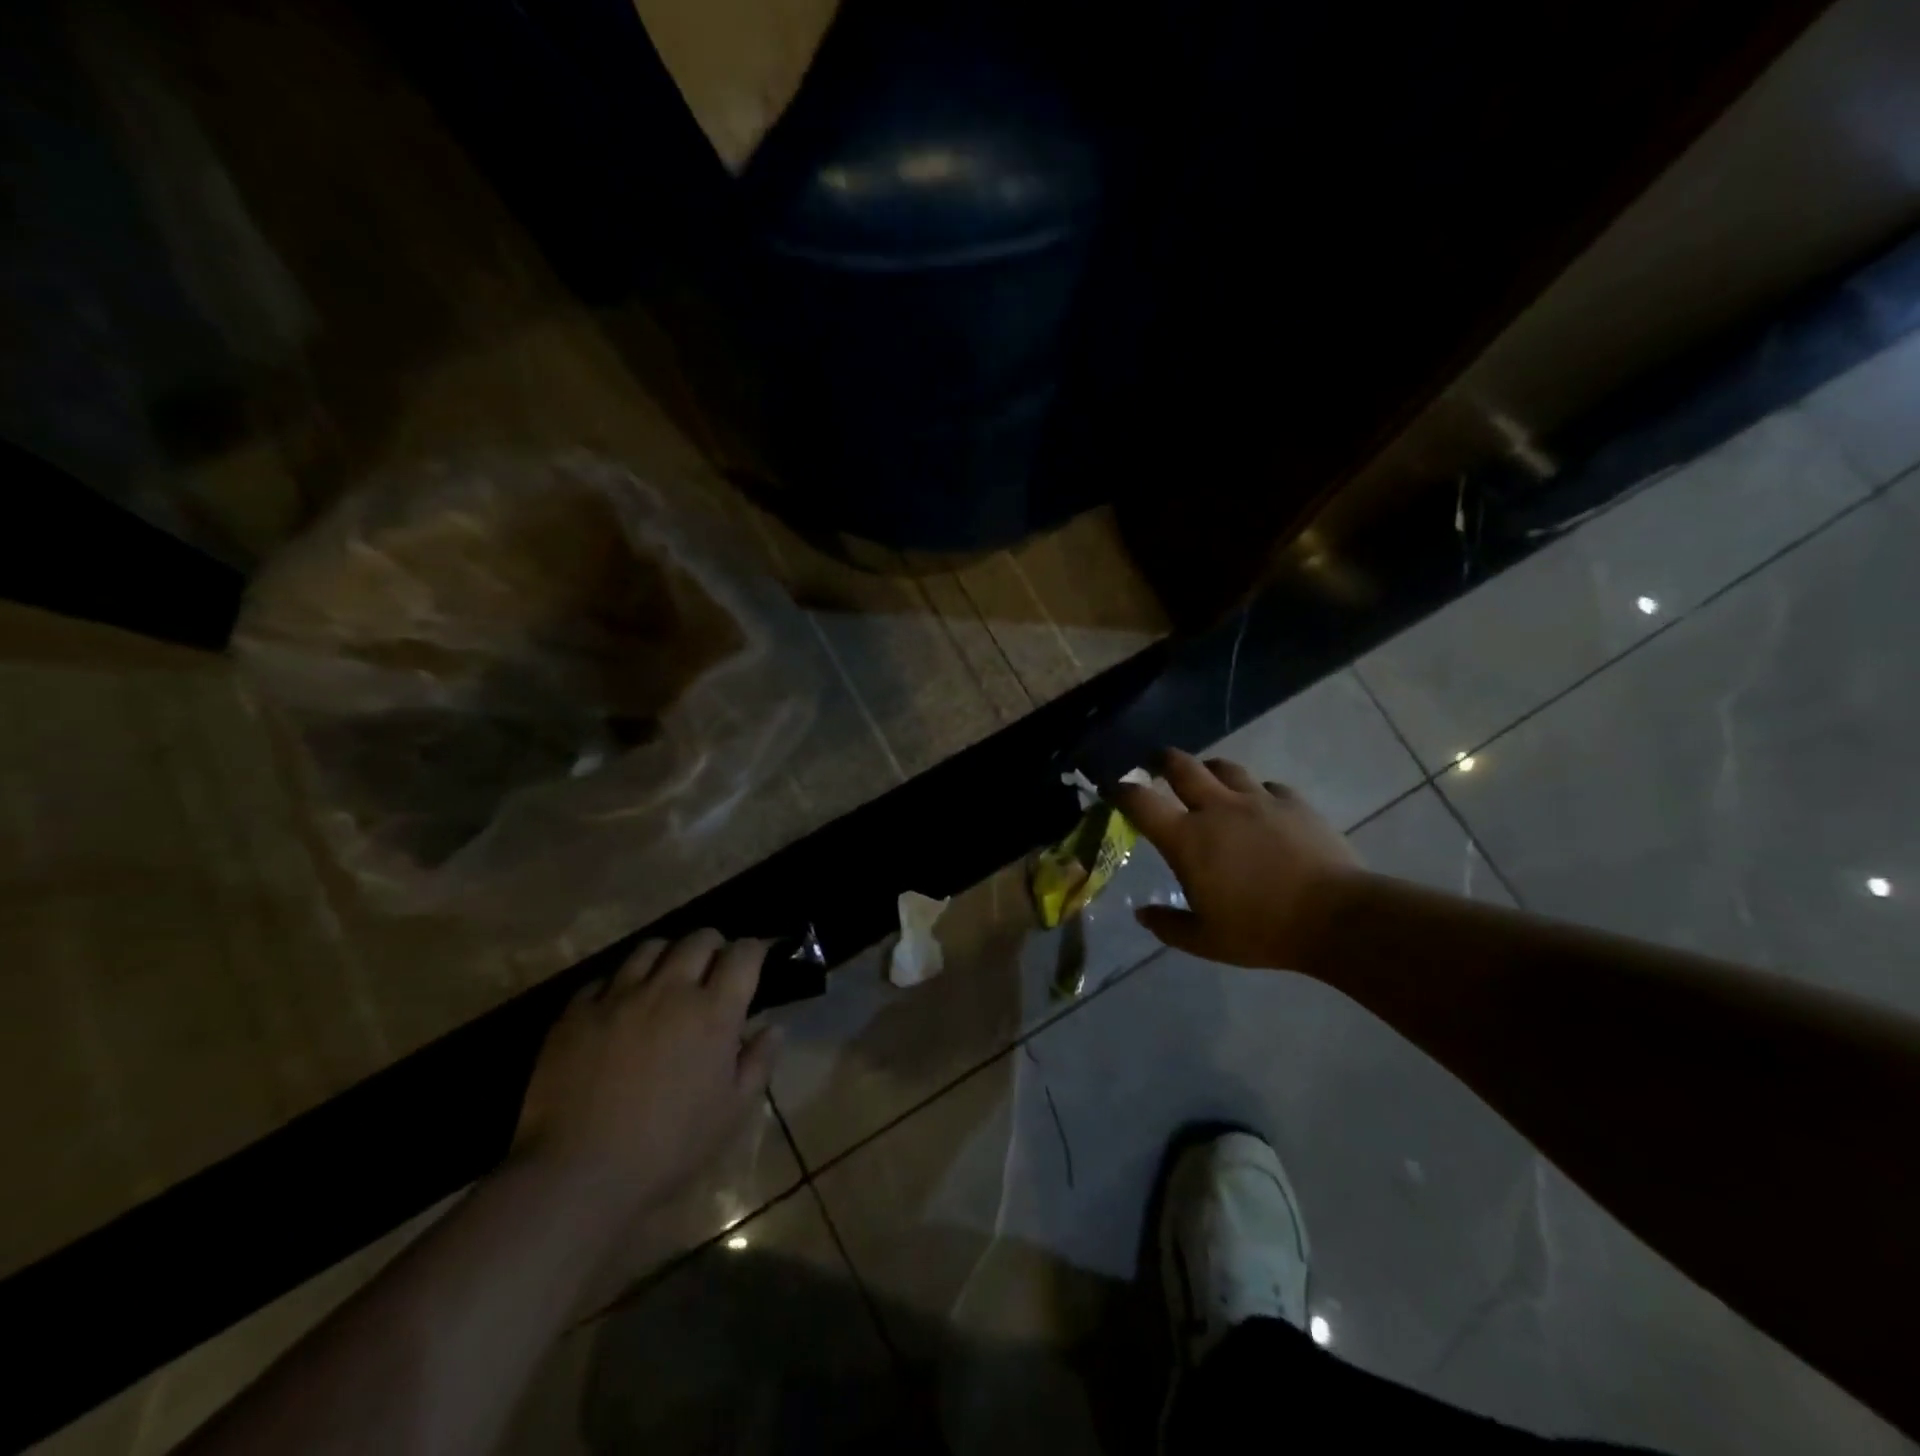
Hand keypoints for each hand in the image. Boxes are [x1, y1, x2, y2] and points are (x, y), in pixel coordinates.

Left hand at [512, 930, 780, 1230]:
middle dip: (714, 945)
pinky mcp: (577, 1012)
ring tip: (667, 977)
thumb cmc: (669, 1147)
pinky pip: (604, 979)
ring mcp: (619, 996)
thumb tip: (773, 1027)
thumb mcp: (732, 1112)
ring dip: (668, 956)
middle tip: (713, 968)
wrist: (579, 1175)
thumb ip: (758, 1063)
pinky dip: (621, 984)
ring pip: (650, 948)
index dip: (753, 950)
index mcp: (713, 1012)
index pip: (743, 954)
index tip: (755, 959)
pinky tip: (620, 1007)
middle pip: (698, 939)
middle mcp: (669, 990)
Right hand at [1111, 749, 1360, 968]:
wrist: (1336, 917)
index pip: (1141, 802)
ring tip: (1208, 778)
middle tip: (1155, 763)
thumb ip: (1169, 925)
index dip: (1120, 790)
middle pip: (1182, 767)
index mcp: (1188, 839)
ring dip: (1209, 769)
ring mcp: (1258, 800)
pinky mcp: (1293, 803)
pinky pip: (1267, 786)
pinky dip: (1256, 791)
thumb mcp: (1206, 941)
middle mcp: (1217, 808)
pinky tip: (1260, 805)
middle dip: (1162, 761)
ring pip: (1225, 767)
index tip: (1111, 788)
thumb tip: (1142, 914)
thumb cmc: (1262, 930)